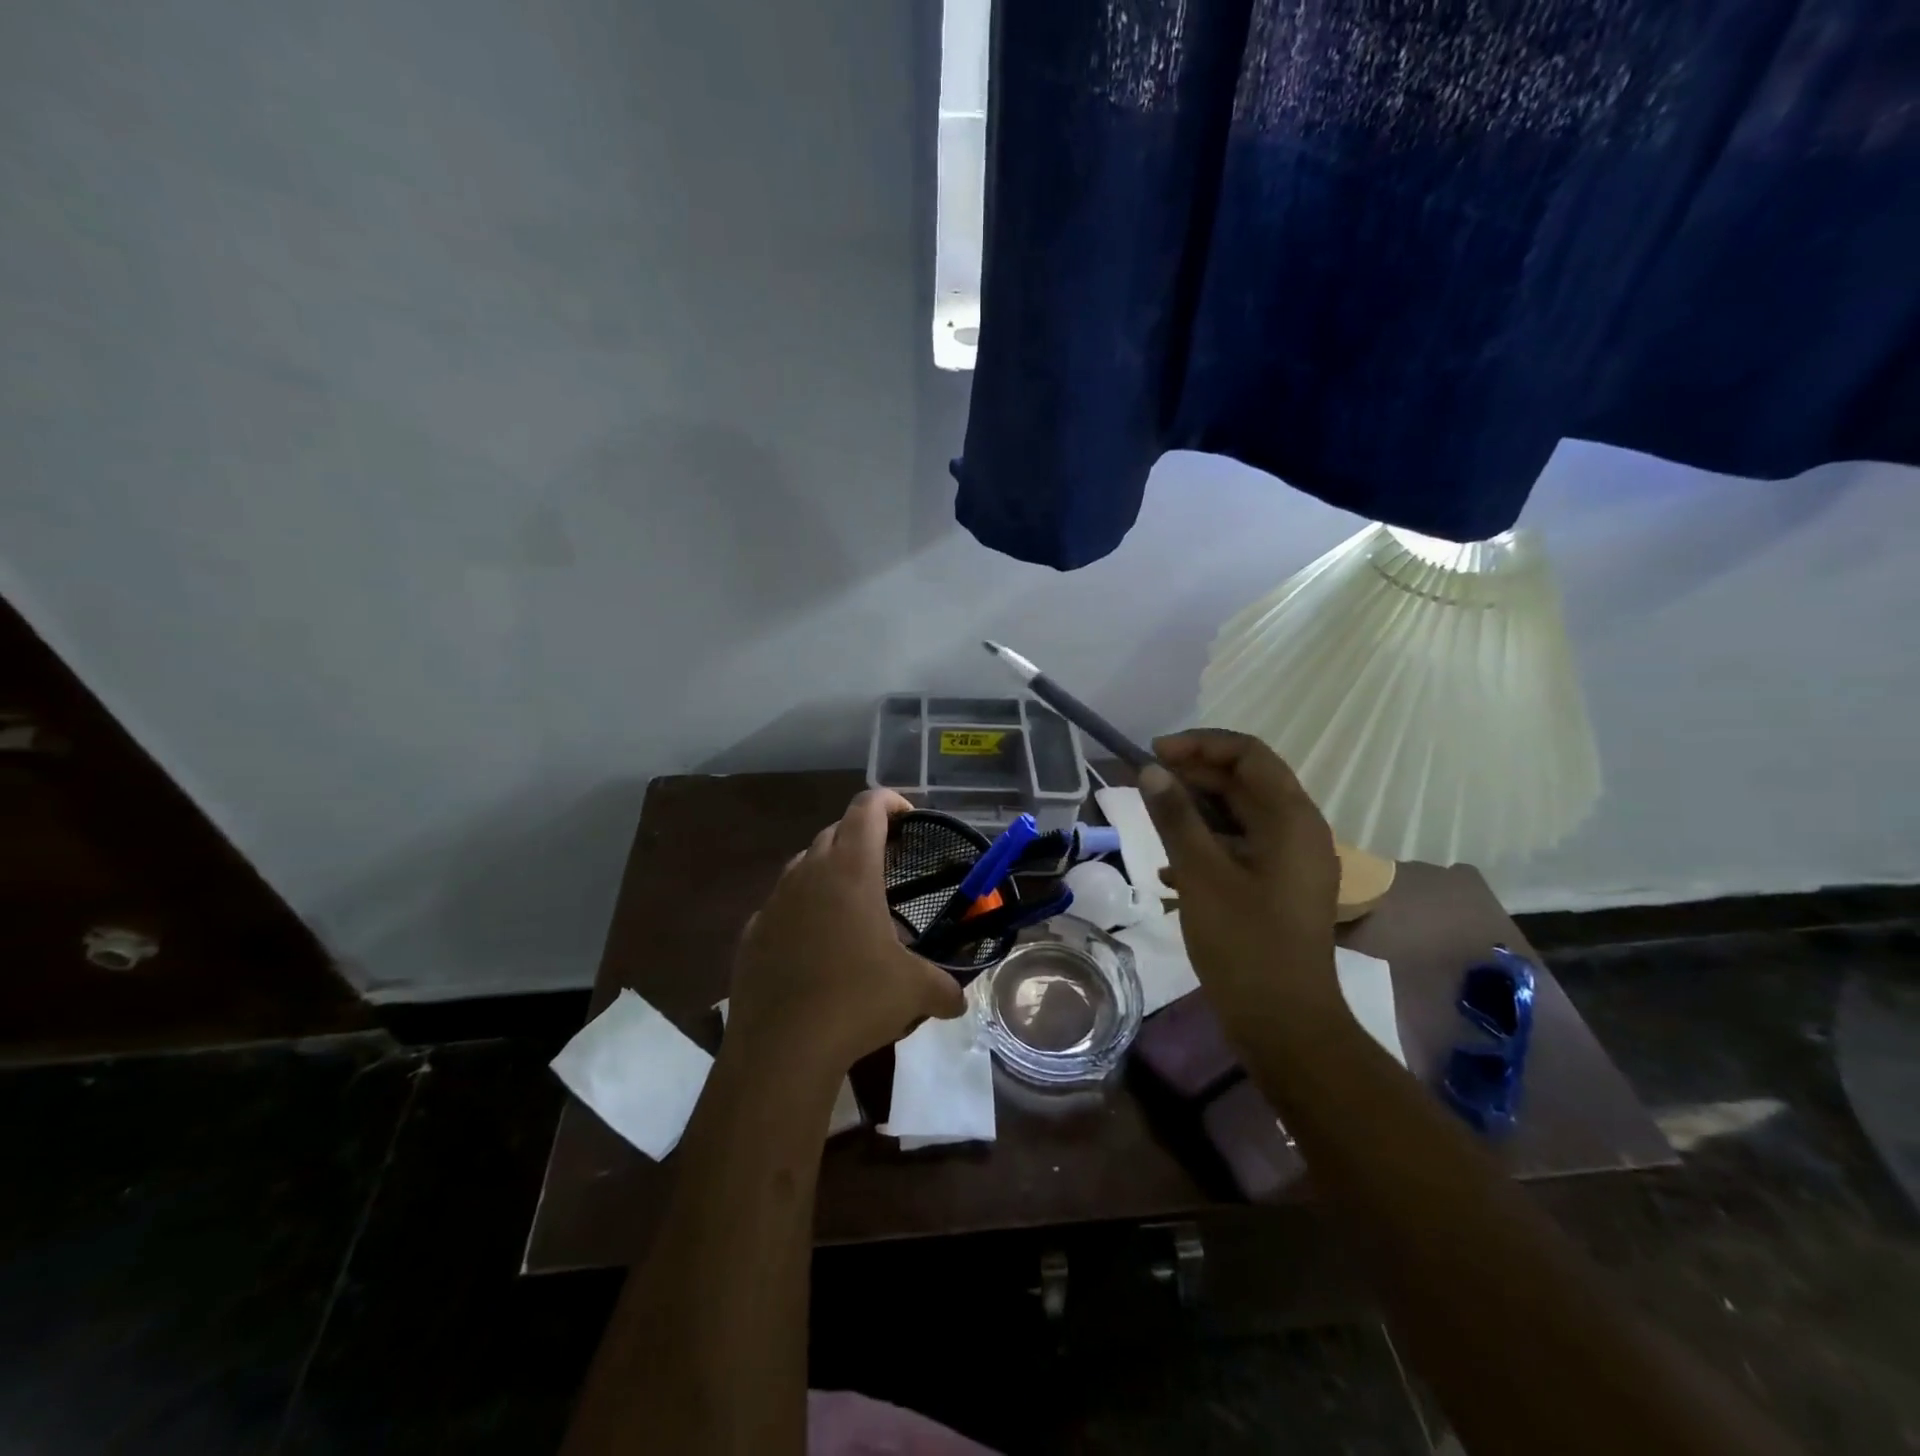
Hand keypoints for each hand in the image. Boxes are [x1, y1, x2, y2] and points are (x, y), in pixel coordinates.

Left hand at [727, 789, 967, 1077]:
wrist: (781, 1048)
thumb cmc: (856, 1001)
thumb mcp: (914, 992)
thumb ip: (944, 988)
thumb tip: (959, 1001)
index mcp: (851, 870)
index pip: (868, 808)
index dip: (890, 801)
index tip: (909, 816)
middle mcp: (809, 873)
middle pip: (835, 831)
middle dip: (862, 836)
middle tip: (887, 863)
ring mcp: (774, 901)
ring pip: (804, 864)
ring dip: (830, 870)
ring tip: (852, 902)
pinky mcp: (752, 933)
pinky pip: (781, 905)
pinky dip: (802, 909)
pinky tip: (815, 943)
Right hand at [1138, 730, 1342, 1025]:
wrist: (1285, 1025)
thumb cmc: (1244, 943)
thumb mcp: (1201, 874)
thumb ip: (1175, 817)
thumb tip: (1151, 771)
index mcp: (1292, 819)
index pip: (1249, 754)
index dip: (1200, 745)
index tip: (1154, 754)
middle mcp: (1301, 831)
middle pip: (1247, 781)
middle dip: (1195, 775)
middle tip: (1147, 784)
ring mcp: (1293, 862)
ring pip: (1242, 815)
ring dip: (1198, 811)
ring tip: (1154, 821)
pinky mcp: (1281, 887)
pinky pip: (1243, 847)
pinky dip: (1209, 845)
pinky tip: (1171, 870)